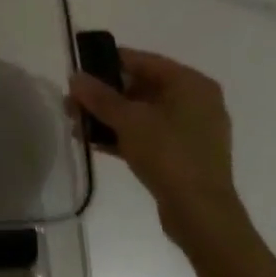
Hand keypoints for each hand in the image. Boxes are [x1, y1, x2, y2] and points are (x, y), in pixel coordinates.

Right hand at [68, 49, 247, 247]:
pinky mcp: (187, 154)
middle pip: (141, 86)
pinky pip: (151, 134)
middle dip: (104, 95)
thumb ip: (99, 96)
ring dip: (111, 117)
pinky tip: (95, 143)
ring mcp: (193, 129)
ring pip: (143, 112)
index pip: (142, 61)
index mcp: (190, 83)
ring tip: (78, 125)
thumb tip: (75, 76)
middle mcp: (196, 100)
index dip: (106, 63)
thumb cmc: (168, 154)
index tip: (79, 73)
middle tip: (74, 103)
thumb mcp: (128, 120)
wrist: (202, 215)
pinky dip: (125, 135)